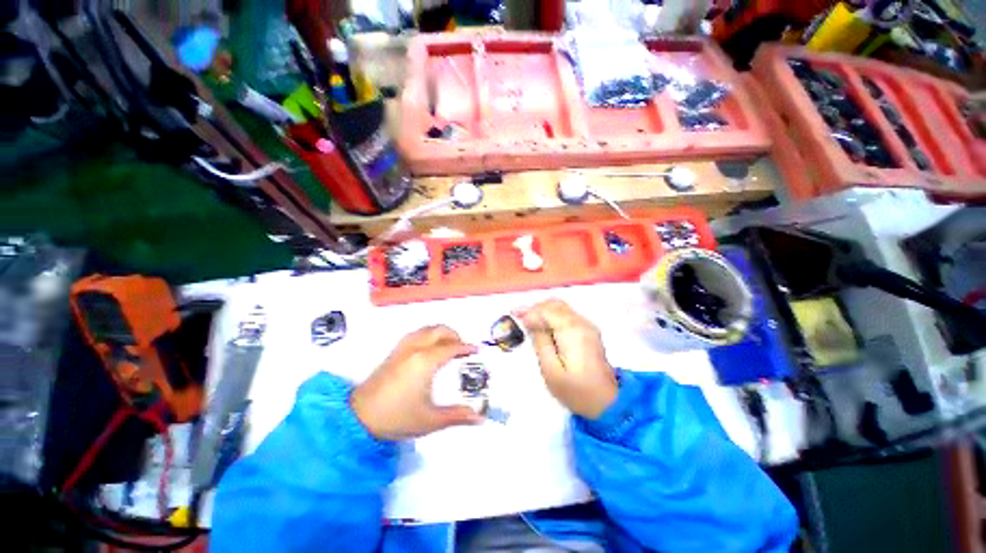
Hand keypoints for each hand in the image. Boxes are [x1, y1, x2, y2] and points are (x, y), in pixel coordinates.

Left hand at [351, 326, 482, 439]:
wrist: (358, 417)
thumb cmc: (396, 417)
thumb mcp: (429, 420)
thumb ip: (456, 416)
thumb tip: (480, 418)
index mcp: (425, 361)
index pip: (450, 347)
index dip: (465, 347)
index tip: (475, 350)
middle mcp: (415, 349)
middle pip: (438, 331)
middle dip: (454, 335)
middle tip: (462, 347)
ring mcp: (402, 349)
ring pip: (426, 329)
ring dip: (440, 332)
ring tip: (448, 345)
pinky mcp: (393, 352)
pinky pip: (415, 334)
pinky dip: (427, 335)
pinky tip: (428, 347)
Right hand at [516, 300, 617, 419]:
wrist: (607, 402)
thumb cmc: (575, 391)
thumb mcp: (551, 370)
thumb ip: (540, 342)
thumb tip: (531, 321)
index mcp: (572, 331)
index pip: (547, 310)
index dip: (530, 311)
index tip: (514, 315)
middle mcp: (582, 323)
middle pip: (555, 304)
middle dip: (535, 308)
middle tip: (518, 316)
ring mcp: (587, 325)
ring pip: (561, 307)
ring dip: (543, 310)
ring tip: (528, 320)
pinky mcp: (589, 330)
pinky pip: (567, 314)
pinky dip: (552, 315)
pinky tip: (543, 325)